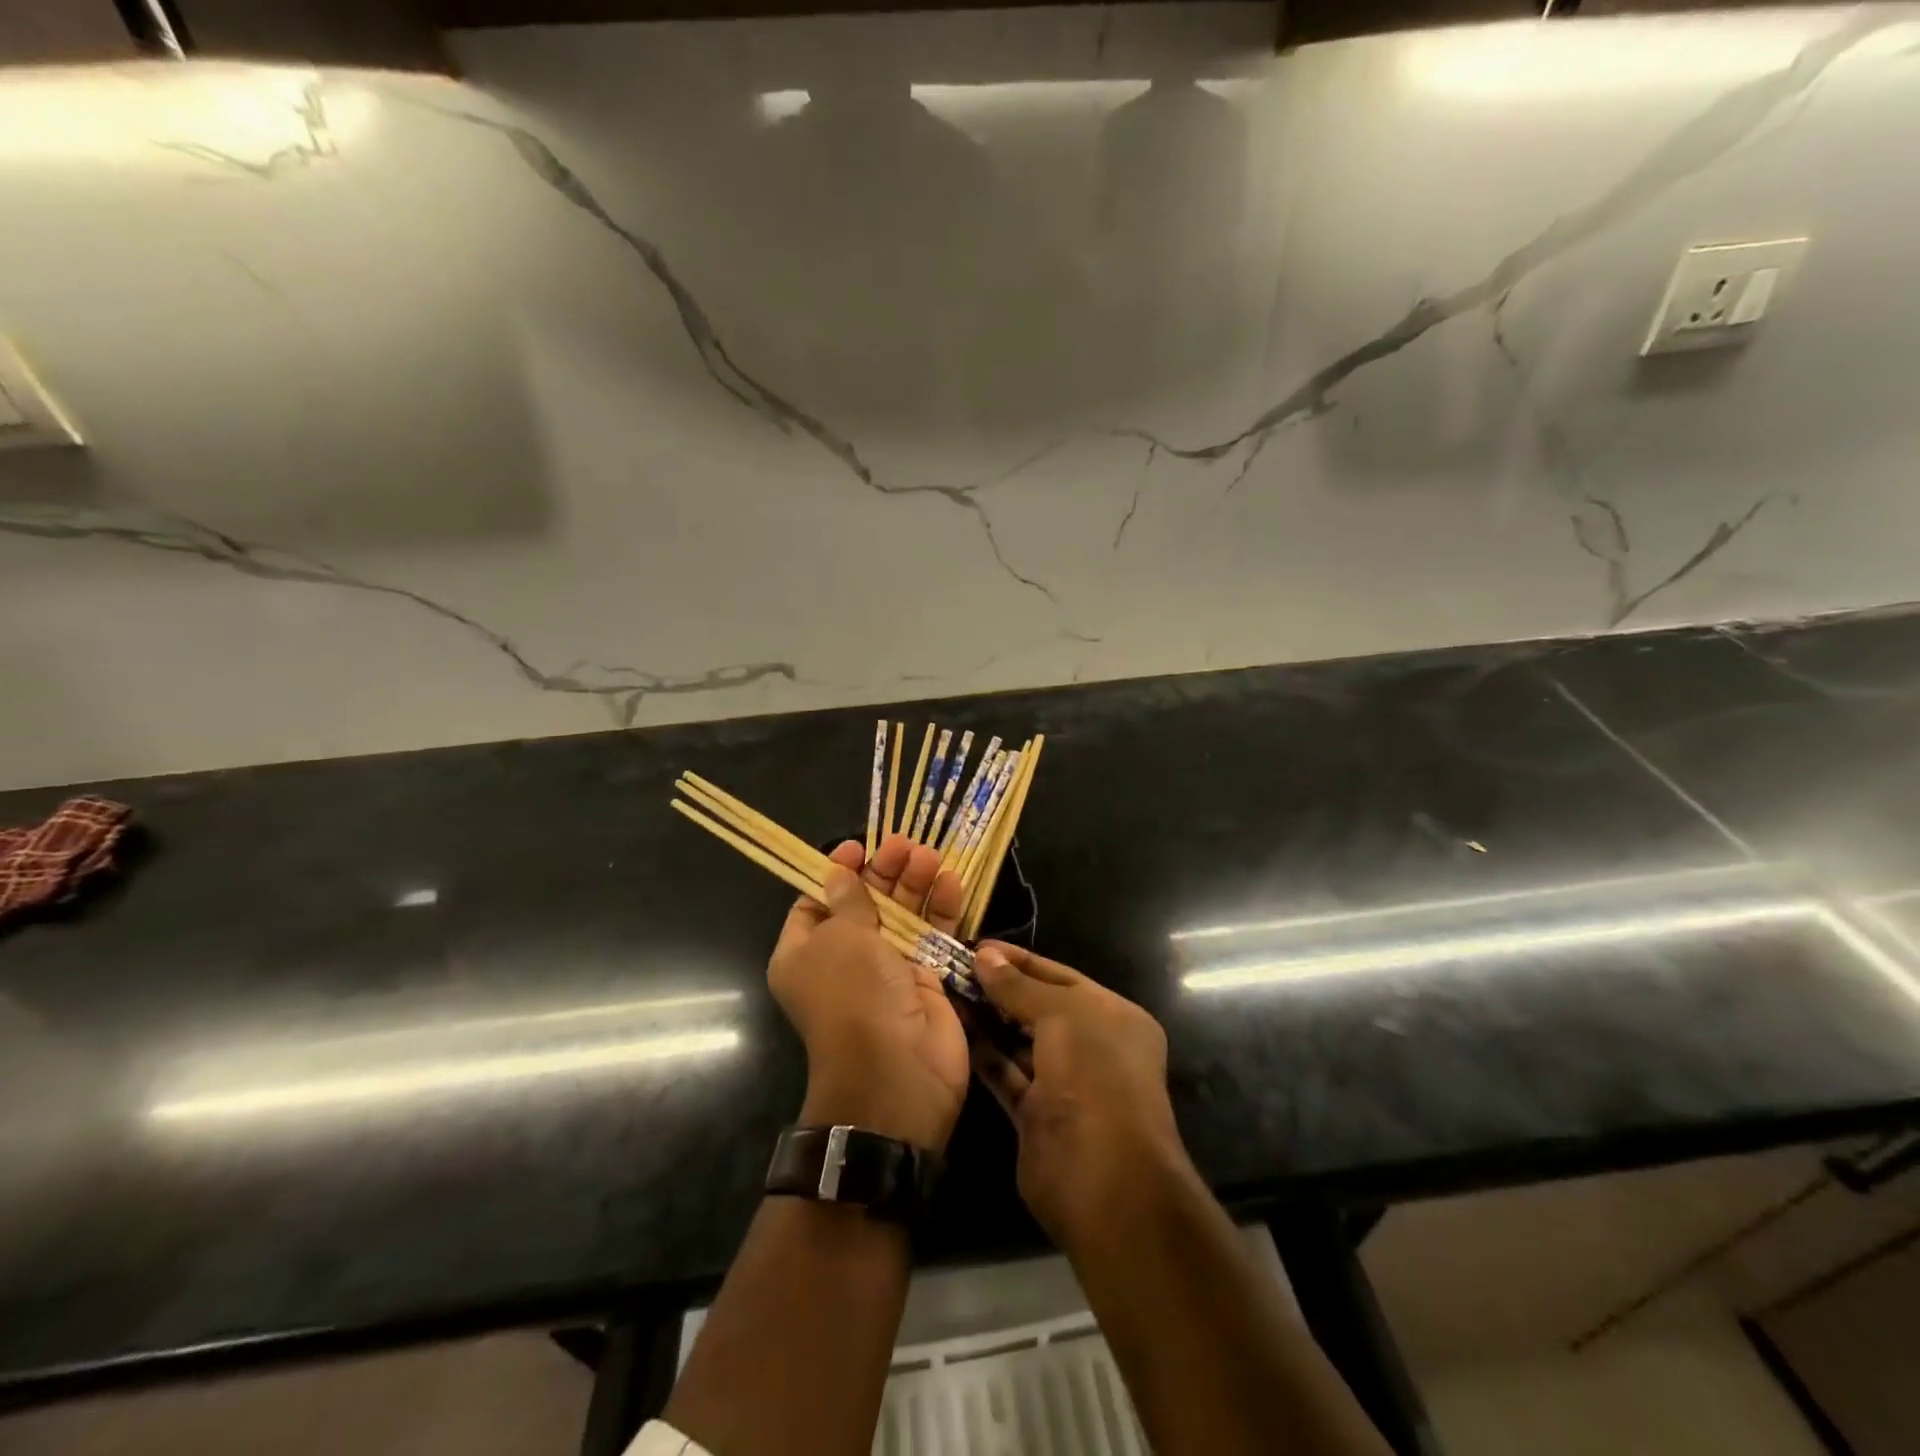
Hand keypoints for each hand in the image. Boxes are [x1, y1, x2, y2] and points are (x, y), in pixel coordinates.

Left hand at [768, 835, 969, 1152]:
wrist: (895, 1073)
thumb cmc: (853, 995)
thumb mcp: (842, 939)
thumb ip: (849, 899)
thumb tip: (840, 871)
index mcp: (806, 954)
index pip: (817, 902)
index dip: (837, 873)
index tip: (859, 848)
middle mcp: (845, 960)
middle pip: (866, 904)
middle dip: (884, 873)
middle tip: (906, 845)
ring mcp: (888, 970)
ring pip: (903, 916)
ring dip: (916, 885)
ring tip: (930, 856)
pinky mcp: (927, 979)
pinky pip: (933, 936)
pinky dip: (942, 909)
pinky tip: (952, 881)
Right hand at [970, 943, 1187, 1242]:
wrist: (1104, 1179)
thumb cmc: (1094, 1076)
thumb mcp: (1062, 1015)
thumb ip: (1020, 985)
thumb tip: (985, 955)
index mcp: (1113, 1017)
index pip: (1060, 977)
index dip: (1020, 960)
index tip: (978, 946)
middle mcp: (1092, 1047)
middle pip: (1039, 1008)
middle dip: (1000, 988)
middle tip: (953, 967)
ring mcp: (1064, 1084)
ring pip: (1019, 1042)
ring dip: (987, 1019)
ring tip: (946, 992)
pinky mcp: (1036, 1114)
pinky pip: (1006, 1073)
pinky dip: (983, 1053)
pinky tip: (953, 1029)